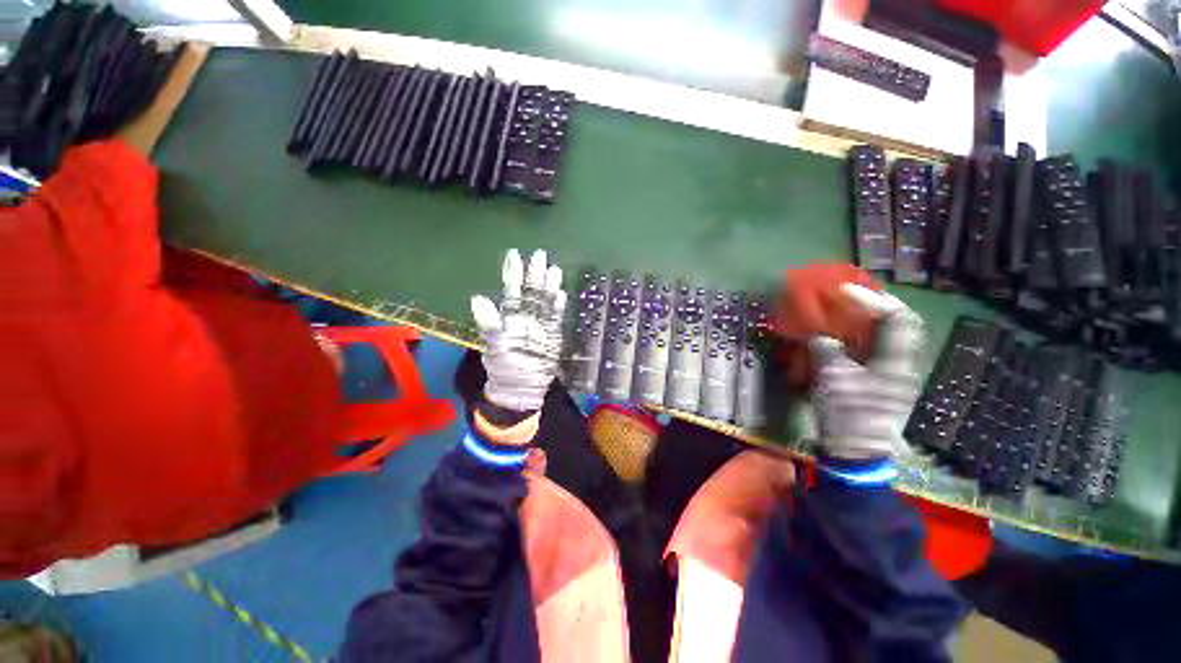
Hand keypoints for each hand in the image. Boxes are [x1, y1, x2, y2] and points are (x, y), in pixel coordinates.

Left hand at [470, 249, 566, 417]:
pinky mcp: (553, 336)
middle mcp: (525, 317)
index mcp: (509, 317)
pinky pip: (556, 318)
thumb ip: (489, 324)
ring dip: (549, 286)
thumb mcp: (494, 346)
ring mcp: (540, 326)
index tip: (514, 255)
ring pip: (545, 301)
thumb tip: (477, 298)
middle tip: (539, 254)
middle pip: (531, 292)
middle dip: (534, 274)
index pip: (511, 291)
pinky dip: (558, 306)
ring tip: (552, 269)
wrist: (522, 388)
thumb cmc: (504, 368)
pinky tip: (560, 293)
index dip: (513, 274)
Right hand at [809, 284, 922, 460]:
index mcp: (895, 362)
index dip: (872, 299)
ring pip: (883, 334)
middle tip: (845, 295)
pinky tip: (837, 334)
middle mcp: (899, 363)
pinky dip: (854, 335)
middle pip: (896, 323)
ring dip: (862, 318)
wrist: (856, 452)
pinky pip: (869, 347)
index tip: (843, 290)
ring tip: (840, 309)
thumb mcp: (833, 380)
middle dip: (871, 304)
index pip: (896, 319)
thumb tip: (817, 335)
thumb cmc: (848, 416)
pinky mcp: (876, 379)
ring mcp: (890, 372)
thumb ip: (825, 351)